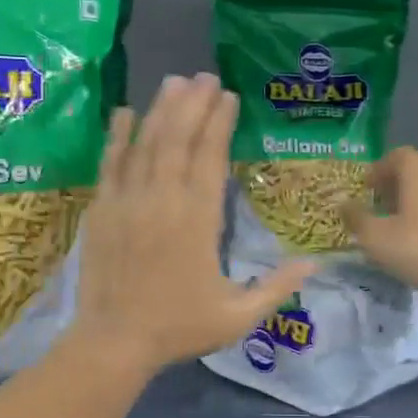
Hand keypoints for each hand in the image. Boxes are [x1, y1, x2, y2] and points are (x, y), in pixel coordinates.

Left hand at [71, 74, 312, 378]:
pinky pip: (110, 164)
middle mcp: (163, 200)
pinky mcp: (102, 209)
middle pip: (178, 139)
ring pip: (146, 143)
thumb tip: (316, 263)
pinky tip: (124, 113)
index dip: (219, 123)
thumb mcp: (238, 316)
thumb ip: (277, 287)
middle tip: (205, 76)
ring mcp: (128, 201)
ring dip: (161, 110)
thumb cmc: (178, 329)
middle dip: (193, 104)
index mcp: (198, 220)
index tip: (228, 96)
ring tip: (175, 82)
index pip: (210, 157)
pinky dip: (117, 136)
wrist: (114, 341)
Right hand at [343, 146, 417, 310]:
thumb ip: (356, 218)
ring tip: (403, 225)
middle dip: (396, 185)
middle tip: (381, 208)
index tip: (368, 189)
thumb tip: (344, 204)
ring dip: (416, 199)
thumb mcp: (375, 238)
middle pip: (416, 170)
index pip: (396, 156)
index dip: (379, 170)